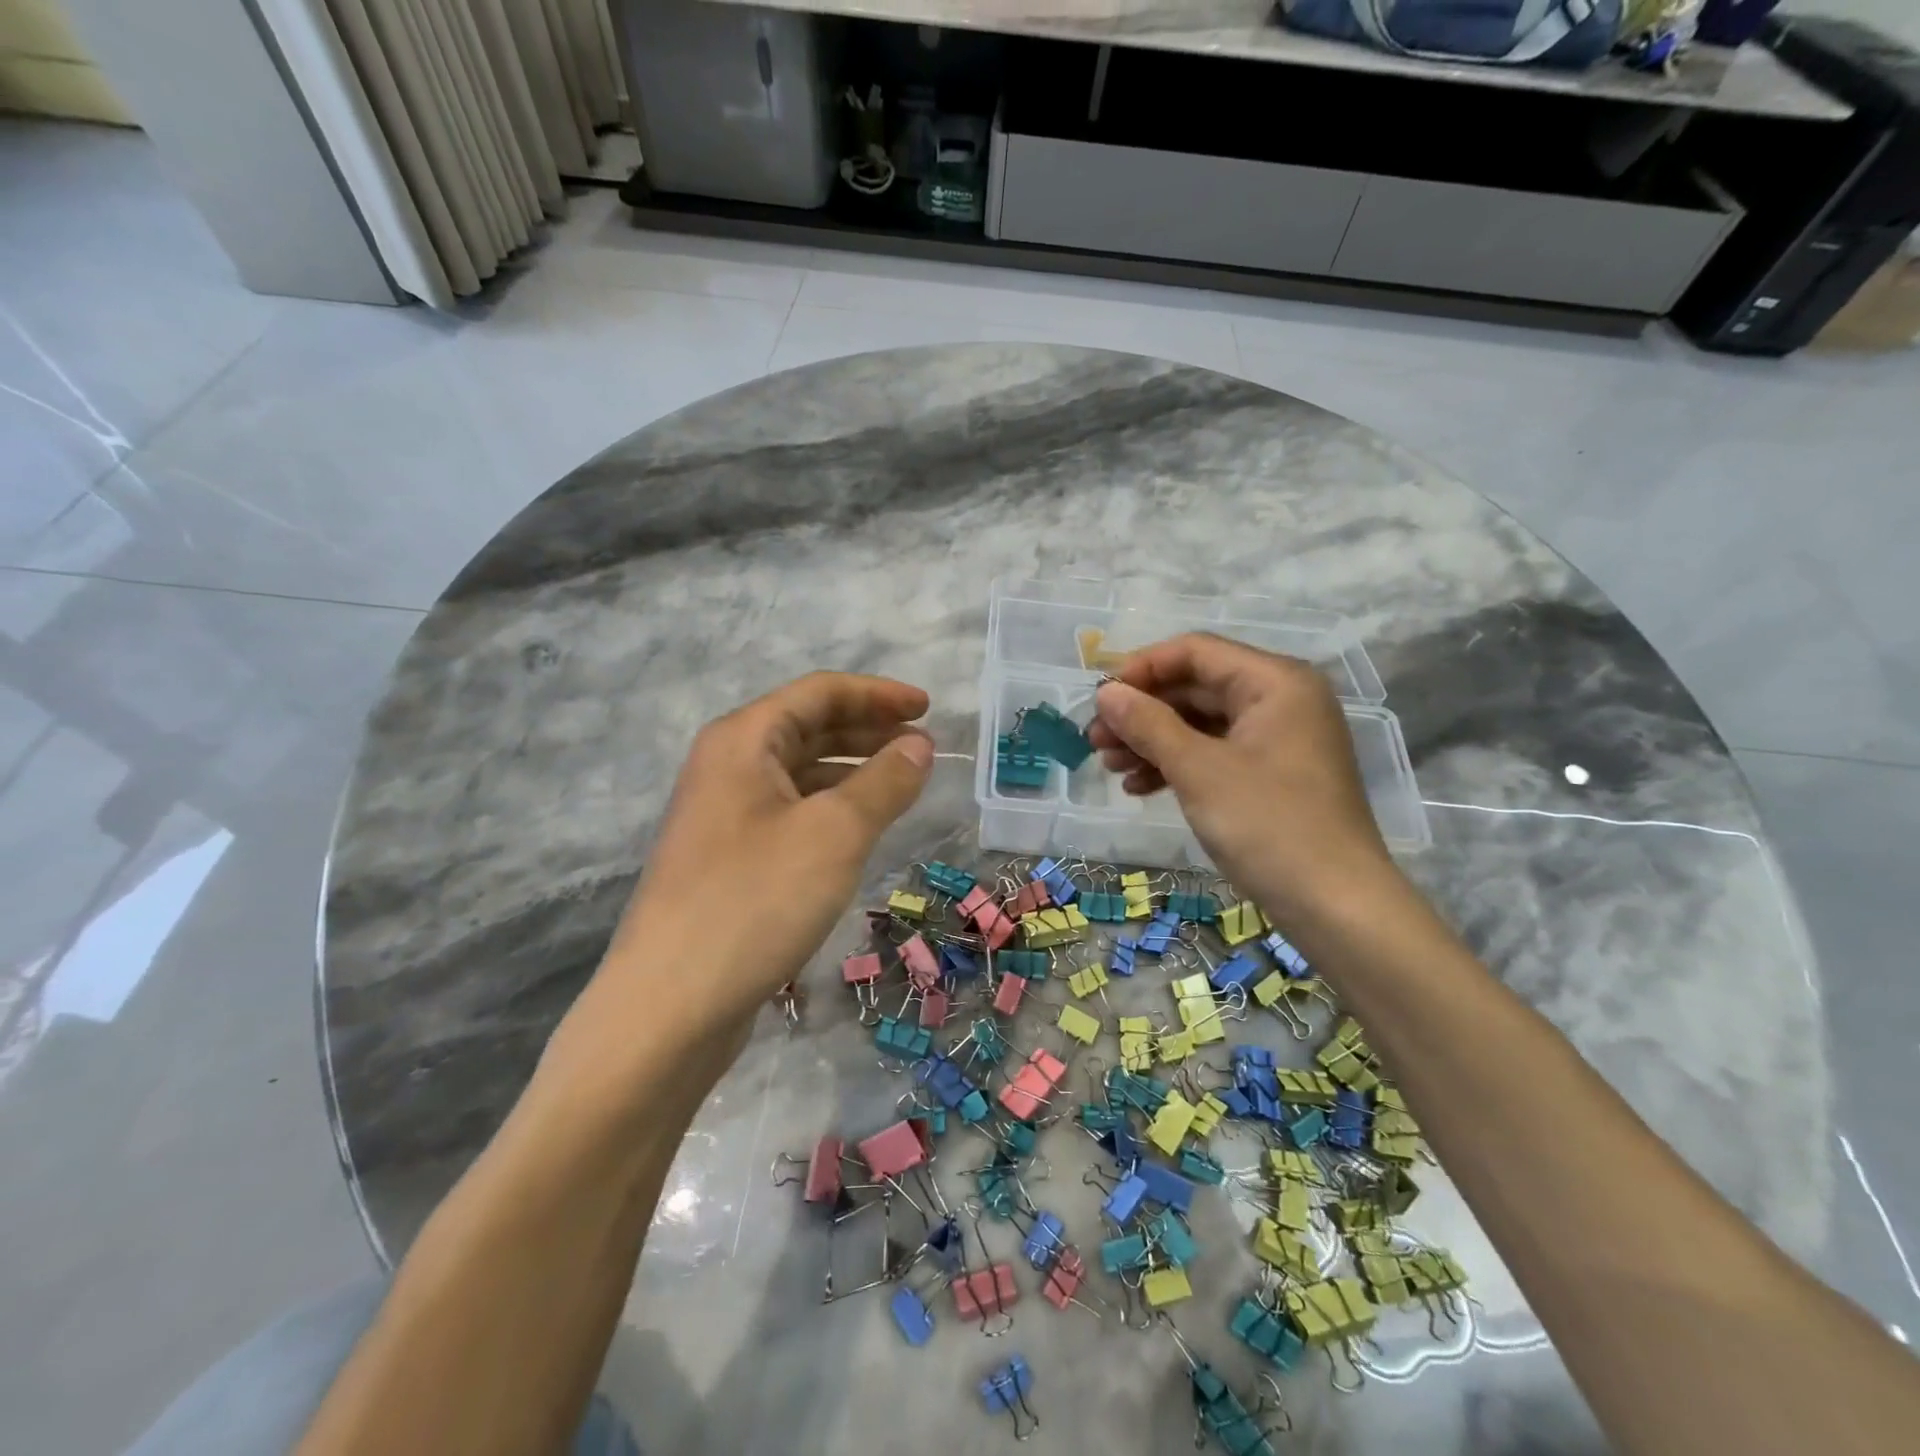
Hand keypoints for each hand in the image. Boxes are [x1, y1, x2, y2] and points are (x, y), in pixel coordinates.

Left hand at [598, 672, 933, 1031]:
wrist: (670, 1006)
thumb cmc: (756, 900)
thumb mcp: (835, 833)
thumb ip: (885, 782)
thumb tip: (919, 745)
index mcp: (743, 740)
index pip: (820, 692)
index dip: (878, 694)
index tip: (928, 708)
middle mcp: (727, 766)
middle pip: (807, 728)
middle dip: (868, 730)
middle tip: (923, 746)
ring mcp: (723, 815)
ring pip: (799, 773)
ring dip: (852, 771)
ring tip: (902, 786)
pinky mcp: (728, 859)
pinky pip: (790, 813)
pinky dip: (831, 809)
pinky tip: (860, 831)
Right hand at [1089, 634, 1394, 921]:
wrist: (1335, 906)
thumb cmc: (1268, 825)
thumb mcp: (1198, 770)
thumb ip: (1148, 724)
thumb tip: (1106, 692)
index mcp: (1275, 681)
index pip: (1195, 652)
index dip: (1141, 669)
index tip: (1100, 700)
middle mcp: (1280, 699)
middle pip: (1196, 687)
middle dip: (1142, 712)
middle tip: (1095, 740)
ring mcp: (1277, 739)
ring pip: (1201, 723)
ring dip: (1152, 741)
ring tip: (1110, 766)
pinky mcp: (1271, 775)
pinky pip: (1215, 753)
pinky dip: (1177, 765)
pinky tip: (1139, 787)